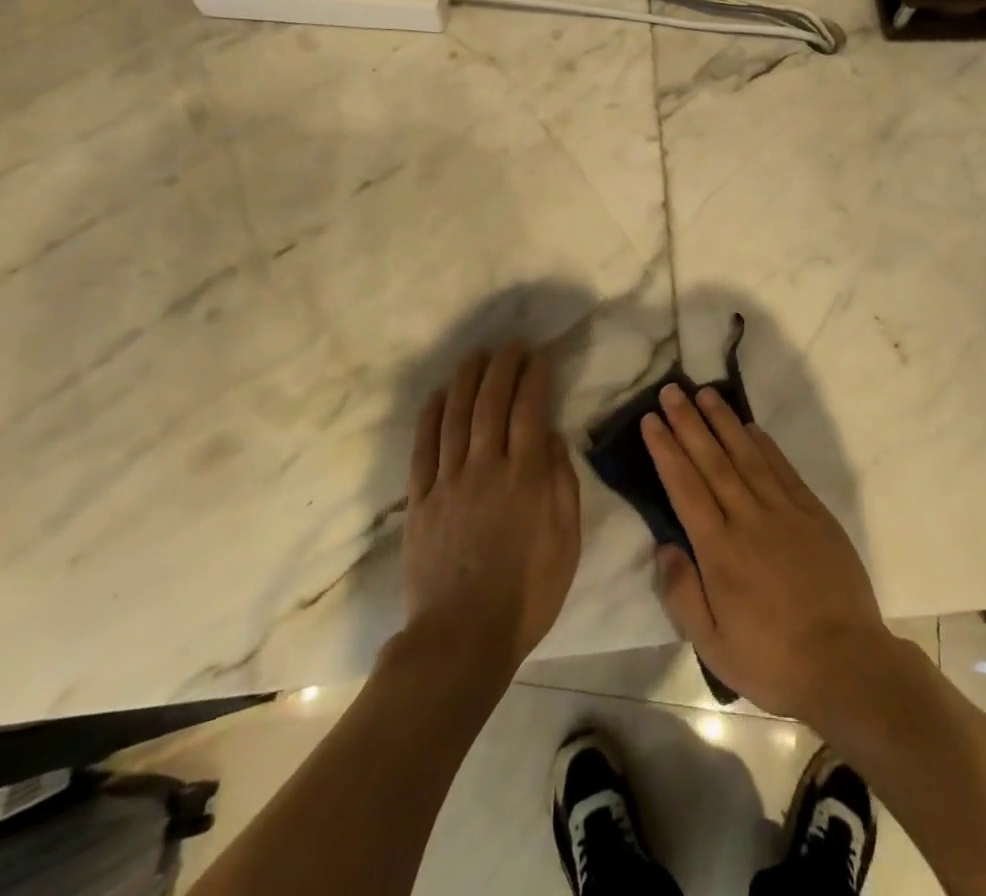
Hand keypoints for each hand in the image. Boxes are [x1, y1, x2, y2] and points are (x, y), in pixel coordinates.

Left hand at [404, 343, 580, 672]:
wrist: (462, 639)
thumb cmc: (527, 593)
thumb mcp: (566, 541)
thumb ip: (562, 483)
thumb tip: (552, 436)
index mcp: (525, 477)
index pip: (530, 410)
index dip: (534, 378)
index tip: (538, 356)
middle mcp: (485, 468)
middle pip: (490, 403)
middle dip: (501, 367)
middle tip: (509, 345)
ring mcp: (448, 482)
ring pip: (455, 417)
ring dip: (465, 380)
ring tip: (475, 355)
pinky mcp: (420, 502)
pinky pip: (423, 449)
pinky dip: (429, 417)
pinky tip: (436, 396)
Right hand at [641, 384, 896, 720]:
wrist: (847, 664)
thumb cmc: (773, 660)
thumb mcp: (714, 646)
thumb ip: (683, 594)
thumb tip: (663, 547)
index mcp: (720, 550)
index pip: (685, 486)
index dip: (666, 449)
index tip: (651, 420)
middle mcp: (748, 519)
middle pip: (712, 460)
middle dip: (688, 423)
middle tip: (671, 391)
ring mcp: (784, 511)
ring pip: (747, 455)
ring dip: (724, 422)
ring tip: (705, 393)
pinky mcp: (813, 512)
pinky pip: (782, 469)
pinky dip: (764, 444)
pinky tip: (750, 426)